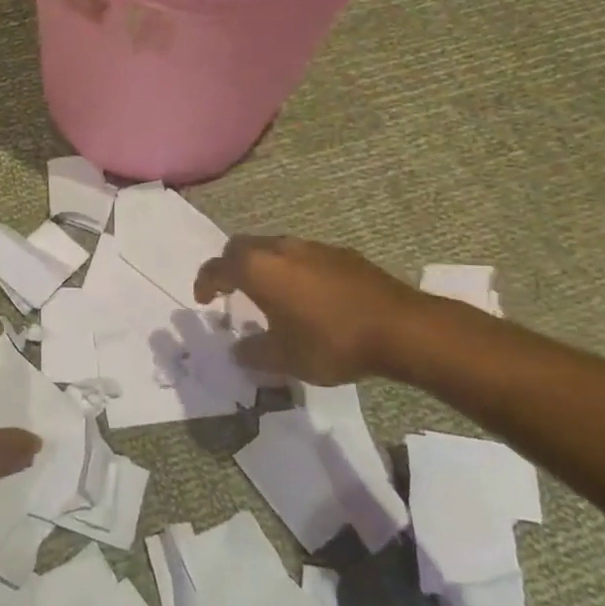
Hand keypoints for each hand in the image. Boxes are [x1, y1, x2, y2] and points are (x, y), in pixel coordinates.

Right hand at [194, 236, 424, 385]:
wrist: (402, 328)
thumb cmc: (331, 341)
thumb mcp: (285, 358)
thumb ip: (254, 353)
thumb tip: (238, 350)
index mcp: (258, 269)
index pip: (218, 266)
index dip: (205, 282)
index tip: (202, 300)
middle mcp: (281, 248)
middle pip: (242, 247)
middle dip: (231, 266)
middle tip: (230, 290)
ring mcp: (314, 247)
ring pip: (274, 248)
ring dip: (264, 266)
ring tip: (269, 293)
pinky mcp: (342, 254)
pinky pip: (303, 256)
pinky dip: (292, 270)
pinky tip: (307, 296)